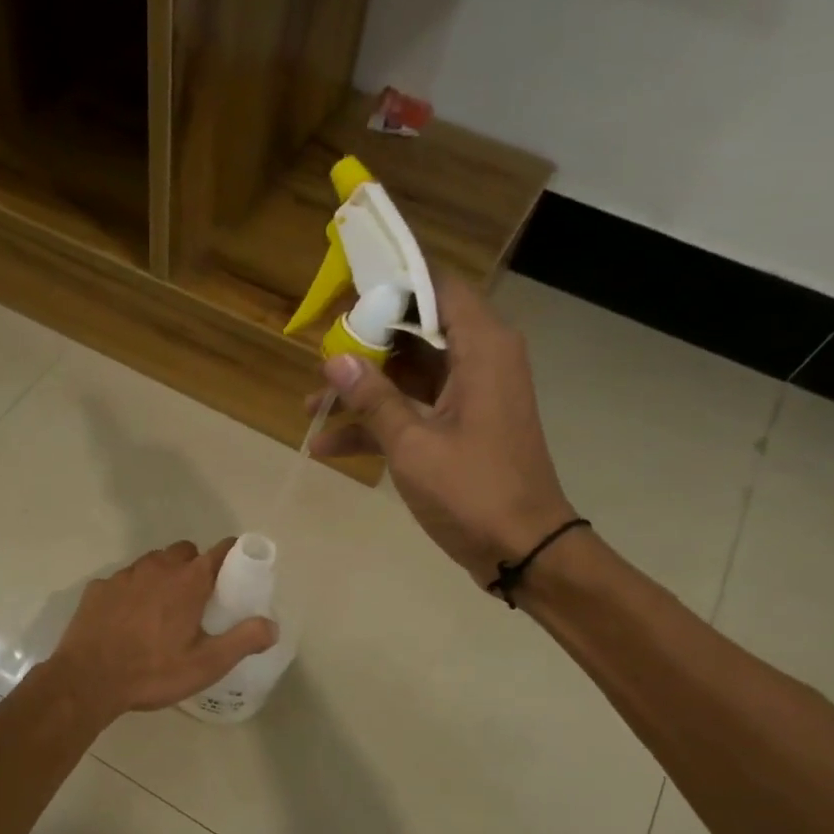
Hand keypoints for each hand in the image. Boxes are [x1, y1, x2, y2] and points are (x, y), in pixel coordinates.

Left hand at [47, 540, 277, 719]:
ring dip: (164, 576)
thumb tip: (271, 625)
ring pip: (153, 563)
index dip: (233, 556)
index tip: (238, 572)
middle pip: (184, 552)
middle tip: (199, 599)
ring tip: (164, 609)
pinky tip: (129, 619)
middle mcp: (157, 568)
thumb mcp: (206, 664)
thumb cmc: (152, 672)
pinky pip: (124, 580)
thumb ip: (243, 640)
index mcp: (188, 581)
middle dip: (196, 566)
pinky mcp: (99, 588)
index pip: (220, 550)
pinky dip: (133, 591)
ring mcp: (124, 575)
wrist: (87, 680)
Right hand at [311, 275, 576, 586]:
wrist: (523, 549)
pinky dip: (377, 424)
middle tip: (318, 357)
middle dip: (364, 345)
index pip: (436, 287)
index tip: (345, 293)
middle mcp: (479, 361)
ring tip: (310, 410)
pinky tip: (328, 447)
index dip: (390, 284)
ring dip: (362, 391)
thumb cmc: (473, 490)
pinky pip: (413, 410)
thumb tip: (334, 361)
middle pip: (415, 331)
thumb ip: (373, 399)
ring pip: (408, 375)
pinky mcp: (460, 428)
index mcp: (481, 348)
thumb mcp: (413, 444)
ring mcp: (468, 397)